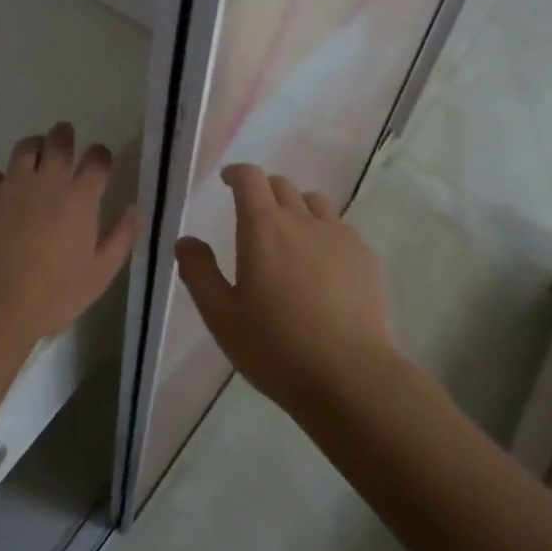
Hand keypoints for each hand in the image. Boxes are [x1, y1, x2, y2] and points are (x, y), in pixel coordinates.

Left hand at [0, 122, 139, 346]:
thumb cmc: (55, 293)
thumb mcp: (101, 273)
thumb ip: (121, 236)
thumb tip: (135, 207)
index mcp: (80, 198)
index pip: (97, 159)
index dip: (100, 154)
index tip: (100, 159)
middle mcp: (47, 181)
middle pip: (58, 141)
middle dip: (64, 136)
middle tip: (64, 138)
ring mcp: (13, 184)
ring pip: (25, 148)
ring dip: (34, 148)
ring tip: (34, 158)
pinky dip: (1, 178)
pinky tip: (3, 192)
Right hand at [175, 164, 393, 411]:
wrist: (351, 377)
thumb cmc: (276, 347)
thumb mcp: (221, 315)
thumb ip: (199, 272)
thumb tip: (186, 241)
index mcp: (263, 227)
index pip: (250, 178)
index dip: (237, 173)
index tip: (227, 182)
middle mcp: (302, 221)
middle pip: (282, 185)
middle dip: (263, 191)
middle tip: (252, 215)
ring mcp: (339, 237)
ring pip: (314, 202)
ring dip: (296, 208)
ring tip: (289, 236)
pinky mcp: (365, 258)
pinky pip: (340, 227)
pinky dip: (323, 231)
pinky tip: (321, 264)